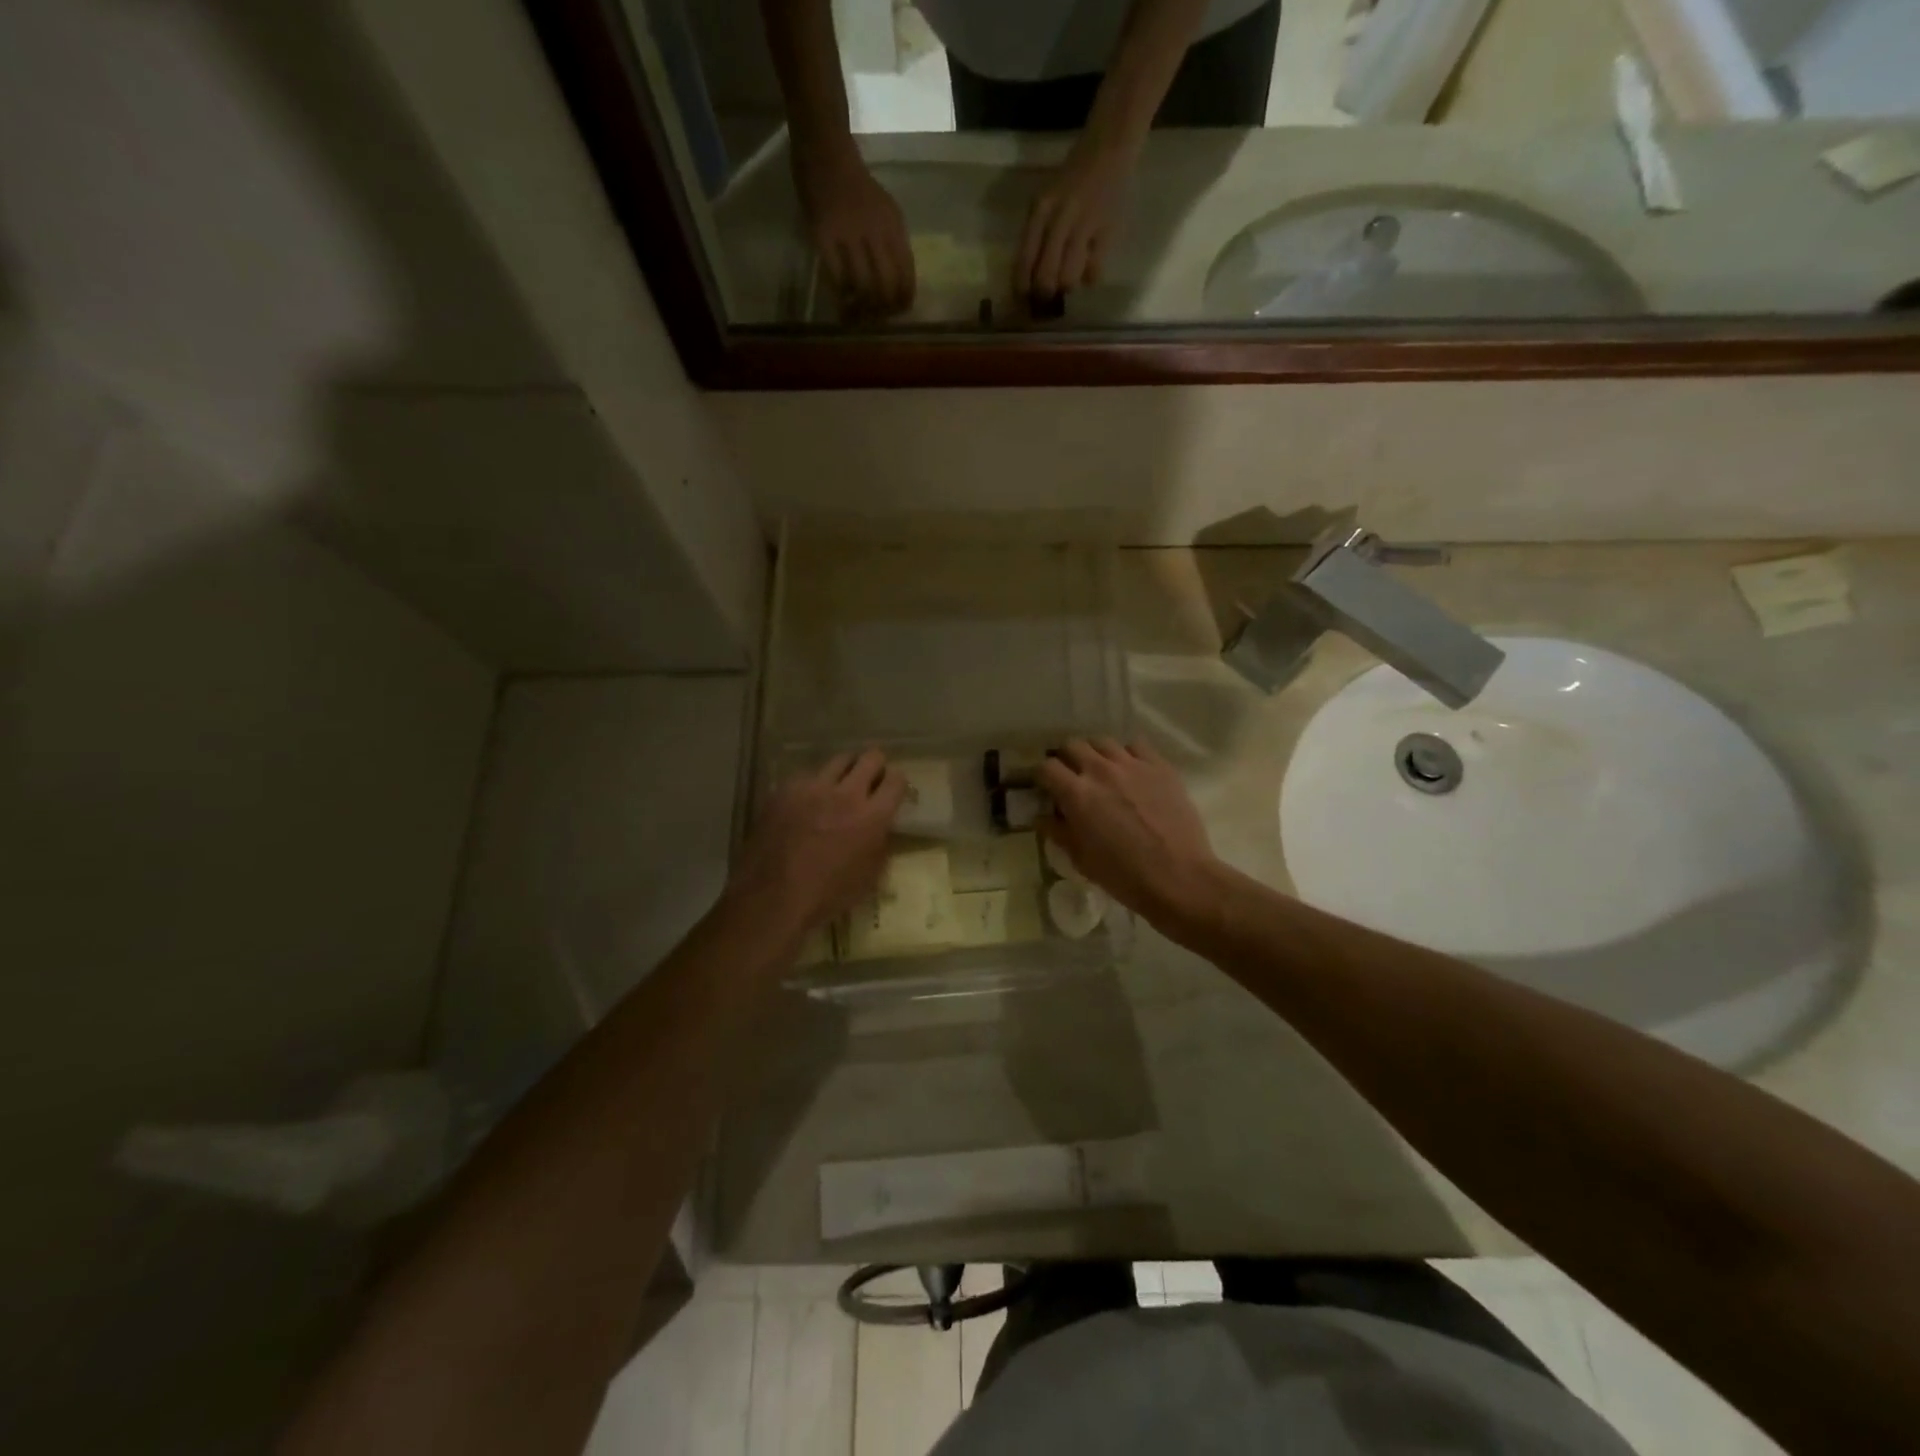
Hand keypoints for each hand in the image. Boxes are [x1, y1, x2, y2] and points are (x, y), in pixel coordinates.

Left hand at [729, 750, 905, 936]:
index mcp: (872, 816)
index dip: (897, 782)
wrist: (772, 898)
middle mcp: (846, 793)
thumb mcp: (870, 876)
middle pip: (870, 757)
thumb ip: (881, 842)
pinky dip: (813, 786)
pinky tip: (806, 803)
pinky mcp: (785, 790)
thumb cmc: (827, 895)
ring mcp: (812, 788)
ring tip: (839, 786)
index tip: (892, 789)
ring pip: (838, 760)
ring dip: (845, 771)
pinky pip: (806, 776)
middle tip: (870, 779)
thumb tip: (881, 826)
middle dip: (875, 765)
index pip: (896, 779)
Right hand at [793, 145, 915, 315]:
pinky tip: (842, 306)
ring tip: (860, 316)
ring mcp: (849, 233)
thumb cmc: (856, 183)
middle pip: (887, 286)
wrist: (826, 149)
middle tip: (877, 318)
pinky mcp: (824, 236)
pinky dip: (842, 299)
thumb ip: (893, 242)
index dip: (904, 301)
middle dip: (884, 310)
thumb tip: (898, 284)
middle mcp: (876, 231)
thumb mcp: (885, 210)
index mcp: (894, 226)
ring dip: (863, 308)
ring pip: (863, 286)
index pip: (907, 275)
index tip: (898, 313)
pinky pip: (837, 278)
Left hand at [1014, 140, 1134, 302]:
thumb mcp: (1046, 199)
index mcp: (1040, 210)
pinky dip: (1089, 278)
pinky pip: (1093, 271)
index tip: (1023, 299)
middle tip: (1047, 295)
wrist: (1109, 147)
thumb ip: (1037, 232)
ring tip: (1069, 280)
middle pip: (1045, 276)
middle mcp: (1060, 218)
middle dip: (1044, 293)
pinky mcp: (1107, 231)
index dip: (1022, 287)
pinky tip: (1089, 270)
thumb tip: (1030, 276)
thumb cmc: (1073, 177)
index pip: (1025, 259)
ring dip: (1067, 286)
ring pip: (1068, 278)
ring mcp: (1084, 225)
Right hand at [1038, 738, 1219, 926]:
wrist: (1178, 877)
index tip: (1044, 786)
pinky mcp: (1160, 766)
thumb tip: (1043, 817)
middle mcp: (1101, 771)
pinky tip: (1130, 771)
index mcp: (1077, 794)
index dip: (1041, 775)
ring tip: (1100, 771)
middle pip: (1072, 745)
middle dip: (1066, 759)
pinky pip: (1136, 746)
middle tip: (1071, 776)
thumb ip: (1058, 832)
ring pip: (1103, 742)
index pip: (1046, 767)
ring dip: (1095, 754)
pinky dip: (1127, 754)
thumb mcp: (1081, 859)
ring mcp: (1133, 765)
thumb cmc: (1123, 875)